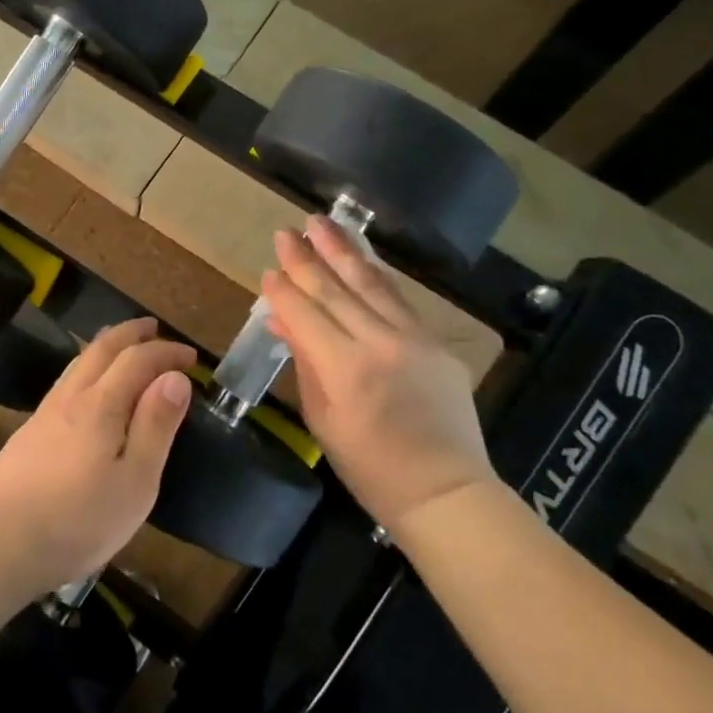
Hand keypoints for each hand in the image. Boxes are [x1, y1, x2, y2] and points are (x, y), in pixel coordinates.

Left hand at [0, 317, 195, 591]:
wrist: (3, 541)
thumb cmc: (81, 519)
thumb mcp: (136, 480)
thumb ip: (156, 425)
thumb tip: (175, 378)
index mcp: (101, 405)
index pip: (137, 359)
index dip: (166, 352)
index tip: (190, 357)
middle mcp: (71, 397)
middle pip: (101, 348)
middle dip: (130, 333)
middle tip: (153, 328)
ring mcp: (44, 413)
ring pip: (77, 363)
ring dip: (104, 347)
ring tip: (121, 347)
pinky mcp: (29, 433)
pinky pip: (64, 384)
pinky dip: (85, 370)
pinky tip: (85, 390)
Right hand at [263, 217, 495, 533]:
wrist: (444, 490)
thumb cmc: (370, 468)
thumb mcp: (323, 420)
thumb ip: (305, 363)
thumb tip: (282, 322)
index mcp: (344, 369)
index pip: (304, 314)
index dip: (282, 291)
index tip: (267, 269)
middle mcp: (379, 343)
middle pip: (334, 290)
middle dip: (306, 258)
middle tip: (285, 231)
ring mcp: (412, 338)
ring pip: (371, 283)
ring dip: (342, 250)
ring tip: (321, 223)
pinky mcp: (434, 343)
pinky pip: (398, 299)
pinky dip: (376, 274)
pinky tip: (362, 257)